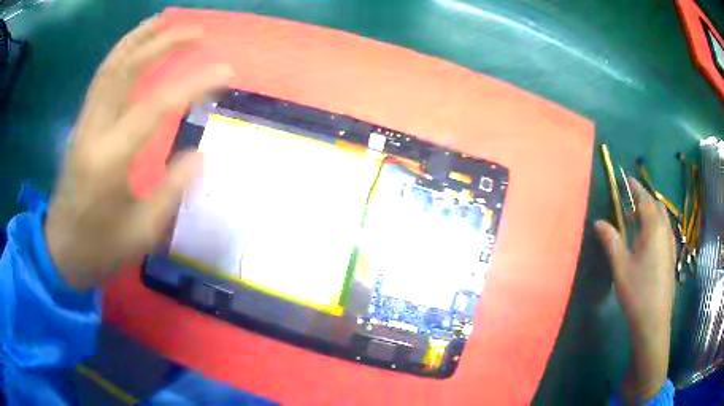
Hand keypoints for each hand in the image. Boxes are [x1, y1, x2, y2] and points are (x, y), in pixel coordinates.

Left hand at [45, 17, 232, 289]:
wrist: (61, 251)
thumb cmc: (100, 248)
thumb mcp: (141, 232)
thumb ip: (171, 190)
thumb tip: (199, 154)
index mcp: (109, 161)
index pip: (155, 106)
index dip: (193, 84)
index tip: (226, 70)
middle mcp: (93, 131)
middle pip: (126, 69)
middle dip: (163, 42)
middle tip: (197, 31)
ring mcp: (83, 123)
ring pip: (110, 66)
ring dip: (140, 37)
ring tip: (167, 20)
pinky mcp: (81, 124)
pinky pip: (101, 78)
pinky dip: (121, 53)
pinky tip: (137, 44)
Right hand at [595, 178, 675, 400]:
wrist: (654, 320)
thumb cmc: (637, 292)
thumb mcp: (621, 266)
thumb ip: (611, 240)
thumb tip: (598, 222)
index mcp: (653, 228)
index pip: (644, 199)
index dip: (634, 187)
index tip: (625, 178)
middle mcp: (665, 231)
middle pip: (656, 205)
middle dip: (643, 198)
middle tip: (629, 201)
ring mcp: (670, 244)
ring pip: (662, 218)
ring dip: (650, 211)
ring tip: (636, 219)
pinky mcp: (671, 256)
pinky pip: (665, 230)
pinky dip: (656, 225)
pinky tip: (647, 239)